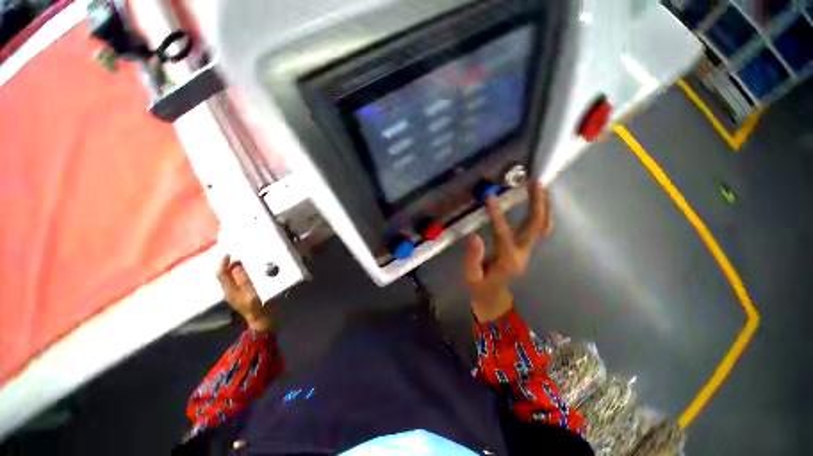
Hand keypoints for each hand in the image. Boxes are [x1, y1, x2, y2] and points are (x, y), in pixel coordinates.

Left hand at [216, 255, 274, 332]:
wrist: (259, 320)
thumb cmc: (256, 306)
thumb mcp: (251, 292)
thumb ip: (243, 279)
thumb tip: (236, 266)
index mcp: (229, 290)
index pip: (222, 274)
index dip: (223, 263)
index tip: (229, 254)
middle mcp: (229, 291)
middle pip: (224, 276)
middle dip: (228, 265)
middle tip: (237, 257)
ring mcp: (234, 294)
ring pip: (229, 279)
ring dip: (233, 270)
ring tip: (242, 263)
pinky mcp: (240, 295)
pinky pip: (235, 282)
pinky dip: (238, 275)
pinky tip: (246, 273)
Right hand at [463, 182, 553, 321]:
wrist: (493, 295)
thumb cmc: (480, 285)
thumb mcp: (470, 275)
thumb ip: (472, 258)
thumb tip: (474, 236)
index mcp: (507, 261)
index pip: (503, 234)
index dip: (497, 215)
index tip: (489, 197)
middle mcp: (522, 253)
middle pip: (537, 226)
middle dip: (537, 203)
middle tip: (535, 182)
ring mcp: (528, 250)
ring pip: (543, 226)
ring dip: (543, 206)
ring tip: (540, 187)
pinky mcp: (527, 247)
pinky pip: (540, 228)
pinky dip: (542, 212)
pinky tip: (537, 201)